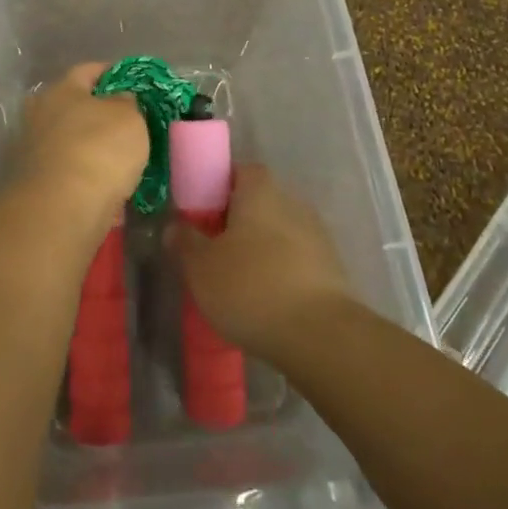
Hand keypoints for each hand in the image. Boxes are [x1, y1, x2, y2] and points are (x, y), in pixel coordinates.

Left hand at [5, 63, 148, 244]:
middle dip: (98, 112)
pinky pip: (69, 170)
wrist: (61, 209)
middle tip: (128, 122)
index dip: (113, 73)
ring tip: (121, 157)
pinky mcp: (35, 183)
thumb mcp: (128, 117)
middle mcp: (40, 114)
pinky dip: (86, 174)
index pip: (88, 70)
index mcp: (61, 90)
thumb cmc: (99, 149)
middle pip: (74, 105)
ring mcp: (34, 150)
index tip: (133, 83)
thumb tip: (120, 99)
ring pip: (70, 140)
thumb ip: (126, 103)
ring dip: (91, 146)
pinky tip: (107, 184)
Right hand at [168, 165, 356, 360]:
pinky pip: (296, 262)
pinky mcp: (332, 270)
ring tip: (237, 283)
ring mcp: (317, 236)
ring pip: (278, 234)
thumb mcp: (201, 266)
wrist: (321, 336)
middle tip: (213, 251)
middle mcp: (292, 202)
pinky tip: (265, 302)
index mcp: (260, 190)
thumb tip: (175, 225)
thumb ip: (185, 241)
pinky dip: (280, 274)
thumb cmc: (251, 287)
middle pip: (259, 203)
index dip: (218, 187)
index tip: (200, 214)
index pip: (239, 171)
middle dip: (237, 222)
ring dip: (260, 250)